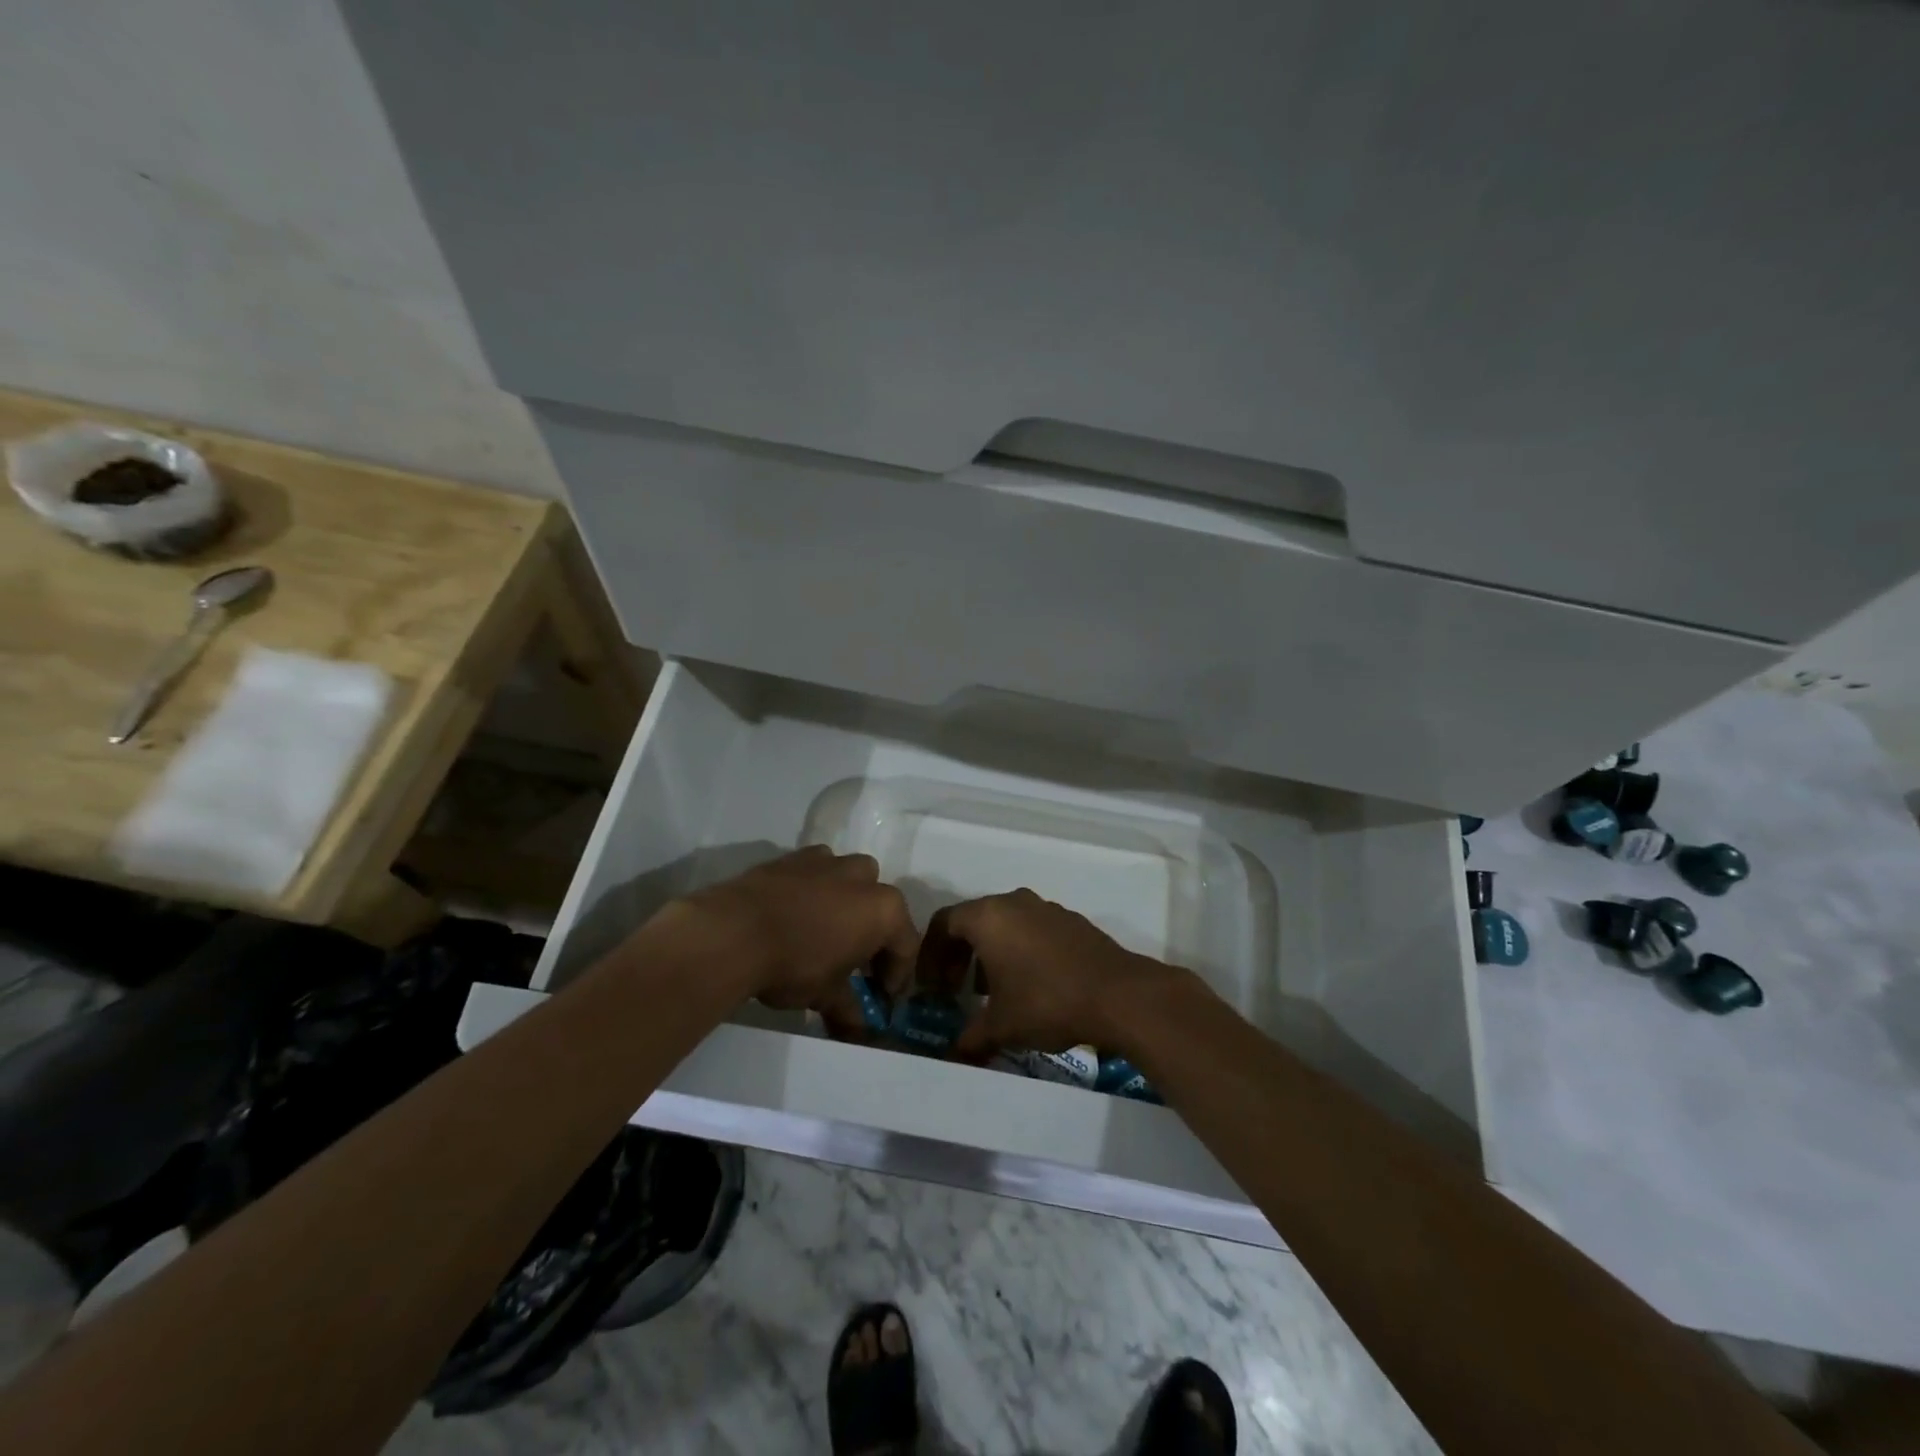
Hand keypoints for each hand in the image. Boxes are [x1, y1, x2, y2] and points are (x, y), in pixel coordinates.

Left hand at [678, 847, 917, 1038]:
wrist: (734, 931)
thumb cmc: (794, 965)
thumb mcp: (825, 995)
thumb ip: (847, 1009)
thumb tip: (858, 1030)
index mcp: (884, 910)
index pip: (906, 945)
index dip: (898, 975)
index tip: (884, 996)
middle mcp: (863, 878)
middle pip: (882, 906)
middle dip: (875, 933)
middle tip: (858, 964)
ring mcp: (829, 862)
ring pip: (851, 879)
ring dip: (848, 903)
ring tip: (827, 932)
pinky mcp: (794, 856)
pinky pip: (817, 871)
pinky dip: (815, 888)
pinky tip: (797, 912)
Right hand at [946, 889, 1178, 1059]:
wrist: (1118, 994)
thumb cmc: (1047, 1002)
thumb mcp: (1001, 1026)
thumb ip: (971, 1037)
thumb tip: (954, 1055)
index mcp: (988, 917)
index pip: (943, 924)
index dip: (930, 955)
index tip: (930, 985)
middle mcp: (1014, 902)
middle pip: (973, 921)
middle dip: (958, 954)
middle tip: (954, 988)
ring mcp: (1045, 908)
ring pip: (1004, 924)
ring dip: (989, 953)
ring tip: (990, 991)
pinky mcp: (1070, 920)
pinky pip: (1031, 928)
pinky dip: (1019, 949)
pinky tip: (1028, 984)